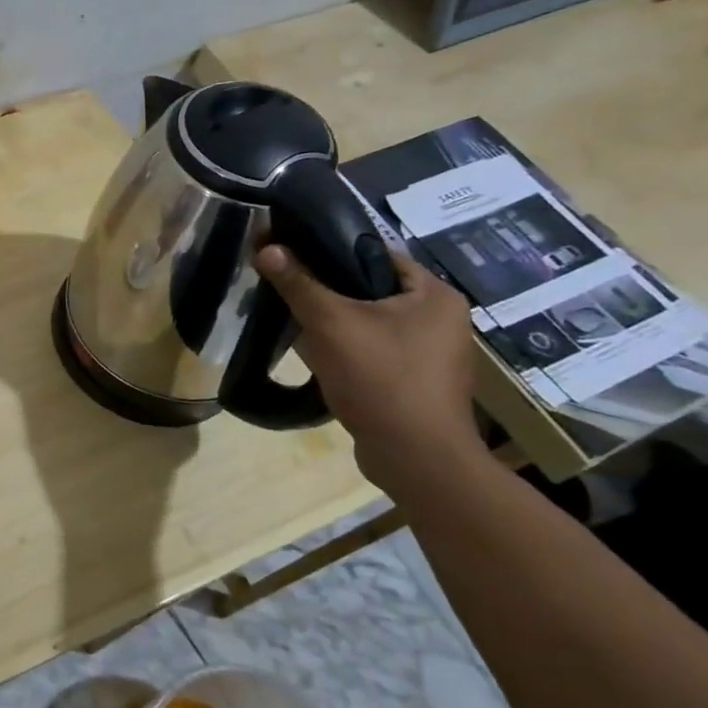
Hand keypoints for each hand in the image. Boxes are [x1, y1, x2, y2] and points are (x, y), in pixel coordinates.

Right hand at [256, 244, 480, 491]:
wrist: (415, 459)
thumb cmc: (381, 379)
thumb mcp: (331, 324)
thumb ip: (298, 283)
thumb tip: (266, 247)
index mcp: (435, 295)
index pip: (376, 254)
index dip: (330, 251)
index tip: (291, 257)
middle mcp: (442, 319)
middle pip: (370, 289)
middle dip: (328, 292)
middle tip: (288, 290)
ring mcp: (433, 354)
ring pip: (370, 322)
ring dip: (335, 323)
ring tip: (296, 321)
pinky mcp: (417, 381)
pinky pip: (375, 350)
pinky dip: (347, 349)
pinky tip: (318, 356)